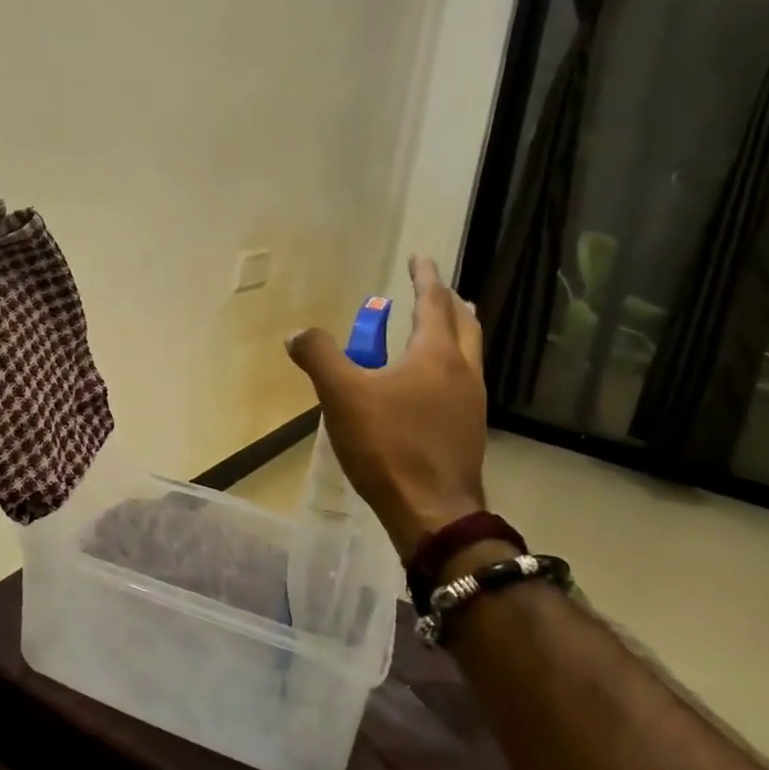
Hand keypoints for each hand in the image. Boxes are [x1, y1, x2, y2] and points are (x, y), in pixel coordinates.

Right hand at [286, 256, 487, 562]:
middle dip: (449, 303)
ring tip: (438, 328)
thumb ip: (319, 357)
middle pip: (465, 325)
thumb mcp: (342, 395)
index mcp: (437, 355)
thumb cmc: (388, 445)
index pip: (433, 303)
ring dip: (455, 332)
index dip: (425, 277)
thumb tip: (297, 334)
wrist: (432, 512)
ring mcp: (472, 403)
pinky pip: (463, 380)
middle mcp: (463, 372)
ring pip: (470, 353)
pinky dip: (450, 363)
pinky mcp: (469, 430)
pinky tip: (430, 382)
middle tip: (434, 290)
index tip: (421, 257)